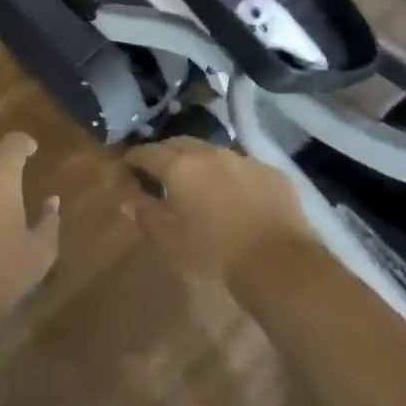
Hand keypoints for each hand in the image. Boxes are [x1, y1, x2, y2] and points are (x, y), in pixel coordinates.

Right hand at [122, 138, 316, 288]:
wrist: (277, 262)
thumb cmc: (214, 254)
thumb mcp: (171, 241)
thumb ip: (146, 215)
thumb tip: (127, 201)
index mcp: (180, 167)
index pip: (148, 152)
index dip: (135, 157)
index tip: (128, 165)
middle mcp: (210, 153)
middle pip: (179, 143)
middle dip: (165, 152)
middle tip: (158, 168)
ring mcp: (243, 158)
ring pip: (212, 151)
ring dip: (198, 160)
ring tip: (195, 179)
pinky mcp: (270, 171)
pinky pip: (241, 165)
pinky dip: (229, 174)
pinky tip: (233, 193)